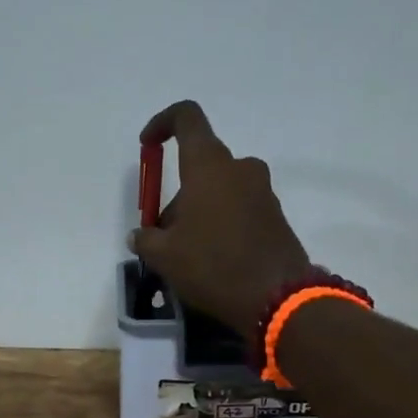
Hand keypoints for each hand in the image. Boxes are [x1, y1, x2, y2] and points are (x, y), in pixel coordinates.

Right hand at [130, 100, 312, 334]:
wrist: (277, 298)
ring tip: (186, 254)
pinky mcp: (275, 216)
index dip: (162, 123)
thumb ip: (146, 239)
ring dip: (199, 211)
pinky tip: (212, 260)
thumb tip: (141, 236)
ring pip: (220, 189)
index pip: (187, 118)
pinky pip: (239, 208)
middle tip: (162, 235)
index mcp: (209, 166)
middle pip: (200, 165)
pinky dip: (221, 223)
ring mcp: (263, 192)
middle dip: (177, 194)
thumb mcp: (164, 256)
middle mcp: (240, 169)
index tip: (147, 146)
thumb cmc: (212, 265)